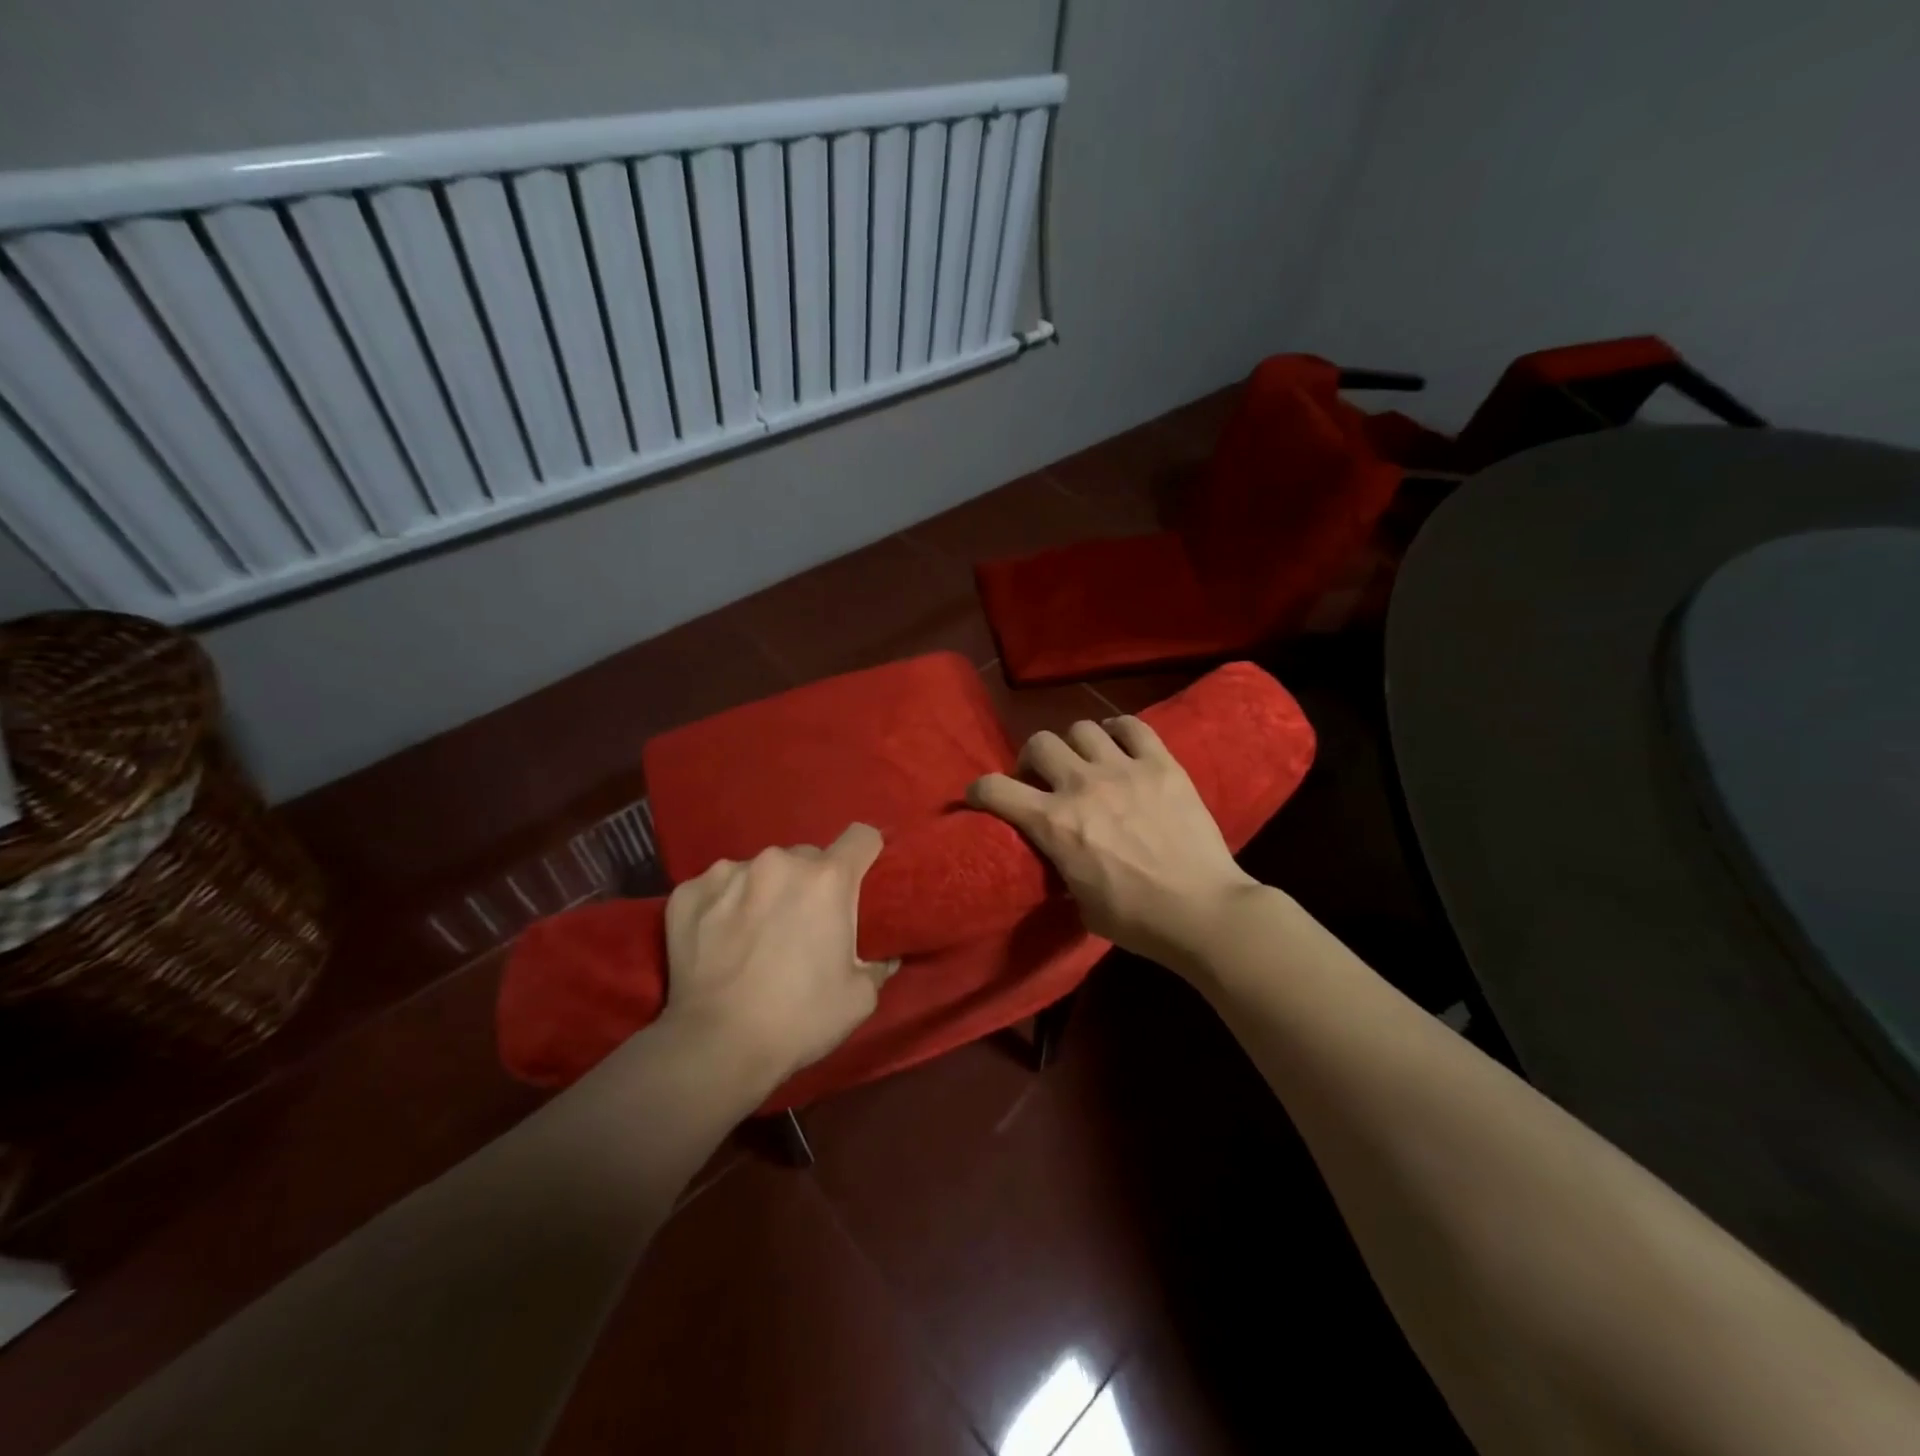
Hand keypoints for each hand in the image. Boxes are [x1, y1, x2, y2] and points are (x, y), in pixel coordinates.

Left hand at [660, 823, 896, 1096]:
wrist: (715, 1047)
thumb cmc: (799, 1020)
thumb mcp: (859, 998)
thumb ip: (877, 965)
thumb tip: (883, 956)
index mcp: (827, 880)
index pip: (861, 837)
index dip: (866, 853)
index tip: (861, 876)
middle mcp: (779, 863)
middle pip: (807, 857)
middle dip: (810, 883)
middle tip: (803, 923)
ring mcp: (728, 873)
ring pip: (761, 870)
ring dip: (766, 891)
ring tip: (755, 933)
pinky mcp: (689, 892)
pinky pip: (718, 886)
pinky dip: (724, 904)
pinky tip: (718, 939)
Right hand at [967, 716, 1257, 967]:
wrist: (1202, 911)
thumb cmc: (1136, 919)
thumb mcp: (1079, 902)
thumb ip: (1061, 866)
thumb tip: (1059, 851)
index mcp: (1055, 824)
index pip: (995, 789)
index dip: (979, 789)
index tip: (981, 795)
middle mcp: (1082, 786)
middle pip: (1039, 743)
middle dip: (1032, 760)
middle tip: (1044, 779)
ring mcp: (1124, 769)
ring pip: (1081, 728)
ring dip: (1074, 745)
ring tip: (1085, 761)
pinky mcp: (1162, 764)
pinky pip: (1132, 726)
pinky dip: (1119, 730)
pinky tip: (1119, 744)